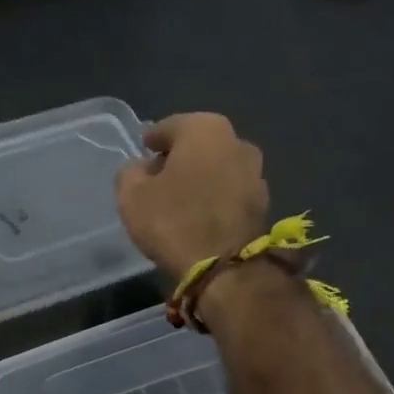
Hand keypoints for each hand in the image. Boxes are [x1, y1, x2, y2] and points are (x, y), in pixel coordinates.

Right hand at [115, 113, 270, 275]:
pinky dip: (214, 196)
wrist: (224, 268)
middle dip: (178, 157)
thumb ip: (130, 172)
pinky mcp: (263, 202)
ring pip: (216, 167)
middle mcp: (237, 141)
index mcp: (204, 129)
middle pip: (197, 144)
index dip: (152, 139)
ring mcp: (256, 172)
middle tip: (157, 176)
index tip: (142, 151)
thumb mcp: (131, 195)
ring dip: (199, 177)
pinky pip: (229, 190)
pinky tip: (198, 214)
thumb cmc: (173, 221)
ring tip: (178, 198)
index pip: (169, 126)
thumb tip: (141, 168)